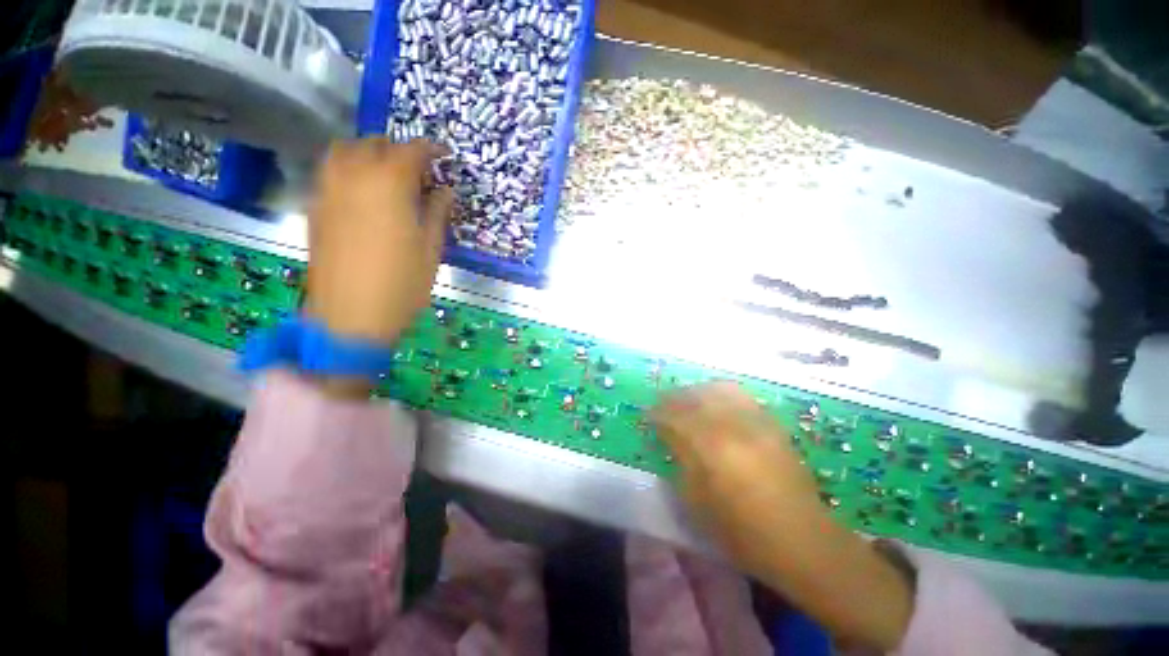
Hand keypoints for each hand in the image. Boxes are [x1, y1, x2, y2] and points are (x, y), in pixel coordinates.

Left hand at [306, 138, 452, 344]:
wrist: (351, 316)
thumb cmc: (402, 285)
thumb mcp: (431, 250)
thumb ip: (436, 213)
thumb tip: (444, 191)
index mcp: (388, 186)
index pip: (411, 151)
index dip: (430, 149)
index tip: (444, 156)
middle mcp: (354, 177)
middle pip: (374, 144)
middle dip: (399, 150)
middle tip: (418, 171)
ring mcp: (328, 191)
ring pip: (344, 151)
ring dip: (368, 154)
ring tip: (386, 176)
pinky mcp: (315, 208)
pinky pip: (330, 172)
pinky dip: (349, 170)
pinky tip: (363, 195)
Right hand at [651, 382, 822, 572]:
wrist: (800, 539)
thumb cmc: (741, 531)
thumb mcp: (697, 502)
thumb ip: (681, 463)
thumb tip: (670, 440)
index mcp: (709, 447)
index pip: (674, 417)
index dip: (657, 414)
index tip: (648, 416)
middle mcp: (731, 426)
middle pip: (694, 398)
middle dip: (674, 398)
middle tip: (662, 403)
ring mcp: (754, 422)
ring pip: (717, 390)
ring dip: (697, 391)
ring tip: (688, 398)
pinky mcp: (771, 424)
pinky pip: (741, 396)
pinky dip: (722, 393)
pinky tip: (715, 400)